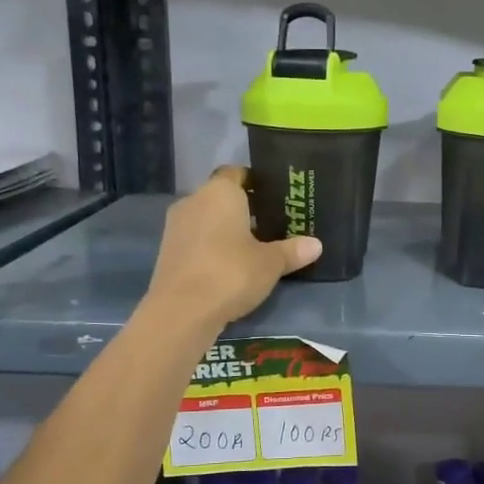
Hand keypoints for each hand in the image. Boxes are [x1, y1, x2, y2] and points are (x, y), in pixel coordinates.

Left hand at [147, 167, 321, 328]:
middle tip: (269, 226)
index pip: (236, 173)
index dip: (255, 182)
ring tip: (251, 248)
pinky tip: (228, 267)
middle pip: (220, 197)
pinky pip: (195, 241)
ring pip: (206, 220)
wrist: (182, 311)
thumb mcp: (270, 263)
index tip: (273, 197)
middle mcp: (193, 201)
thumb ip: (292, 251)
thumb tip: (316, 244)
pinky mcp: (167, 252)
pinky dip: (210, 248)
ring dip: (224, 230)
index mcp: (220, 192)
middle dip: (242, 209)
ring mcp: (175, 227)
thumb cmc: (231, 273)